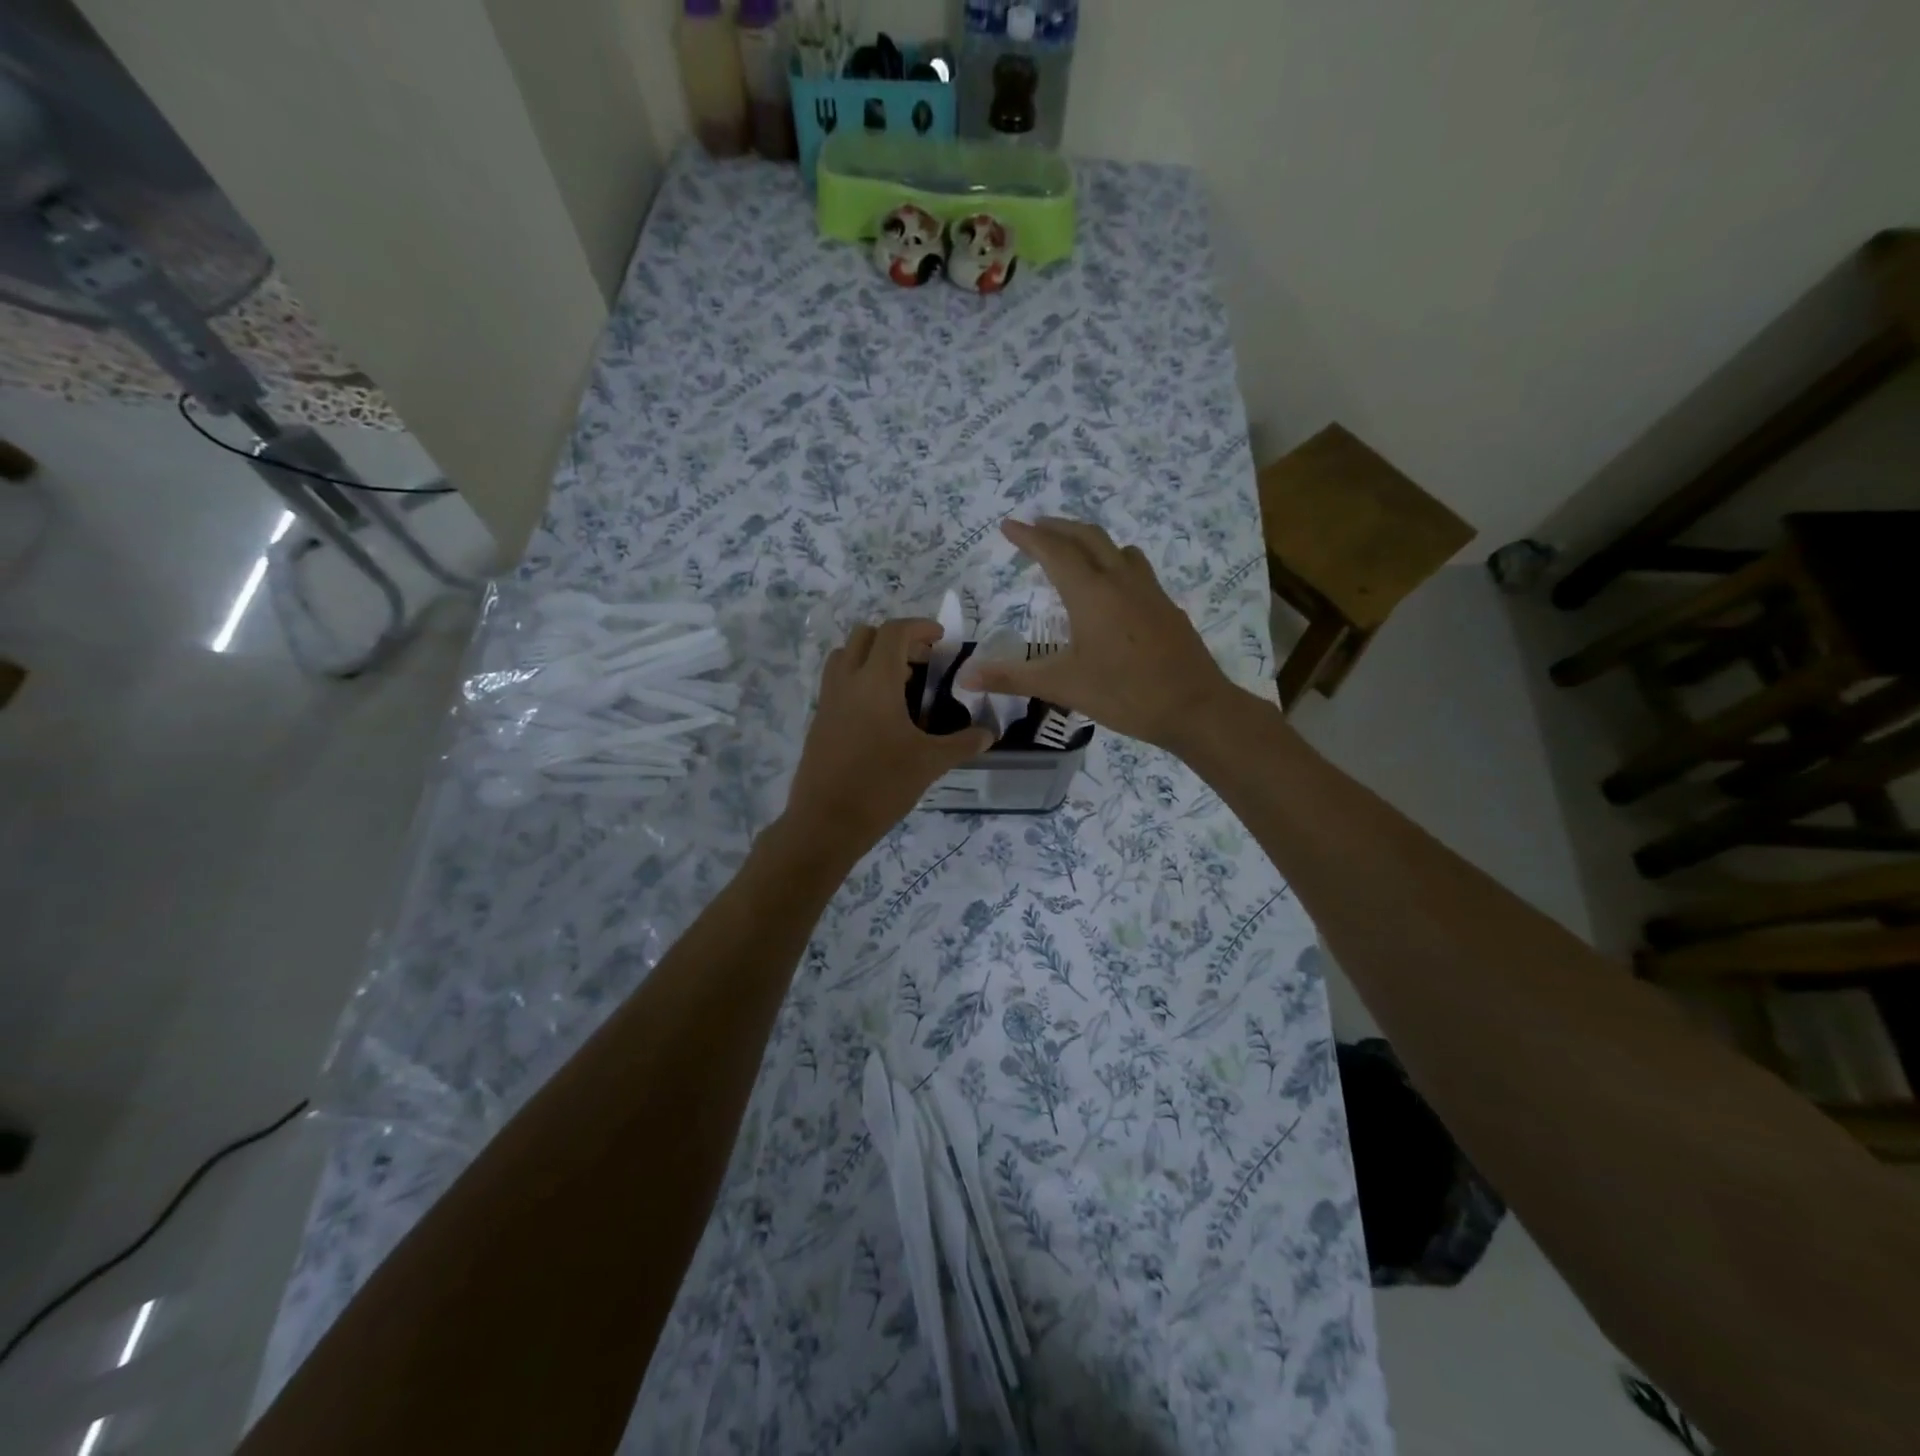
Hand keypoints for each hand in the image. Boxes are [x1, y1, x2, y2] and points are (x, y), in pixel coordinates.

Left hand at [784, 619, 994, 856]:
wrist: (826, 822)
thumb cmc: (882, 785)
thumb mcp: (930, 763)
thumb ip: (963, 743)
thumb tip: (989, 734)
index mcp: (876, 681)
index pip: (894, 632)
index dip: (920, 627)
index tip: (941, 639)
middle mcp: (847, 681)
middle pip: (865, 635)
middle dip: (896, 639)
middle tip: (923, 661)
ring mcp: (828, 700)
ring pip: (846, 656)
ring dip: (873, 657)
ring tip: (902, 684)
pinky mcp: (819, 721)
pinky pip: (838, 683)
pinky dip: (860, 680)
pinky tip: (882, 714)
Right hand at [957, 517, 1241, 750]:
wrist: (1195, 707)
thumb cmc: (1125, 694)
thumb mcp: (1063, 686)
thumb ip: (1013, 677)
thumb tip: (965, 678)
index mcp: (1091, 593)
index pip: (1054, 551)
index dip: (1028, 537)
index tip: (1007, 526)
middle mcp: (1120, 580)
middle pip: (1087, 537)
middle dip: (1058, 528)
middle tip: (1035, 528)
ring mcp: (1149, 590)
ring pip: (1116, 548)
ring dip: (1088, 540)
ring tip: (1071, 550)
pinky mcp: (1166, 606)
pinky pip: (1134, 567)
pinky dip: (1113, 561)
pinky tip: (1112, 588)